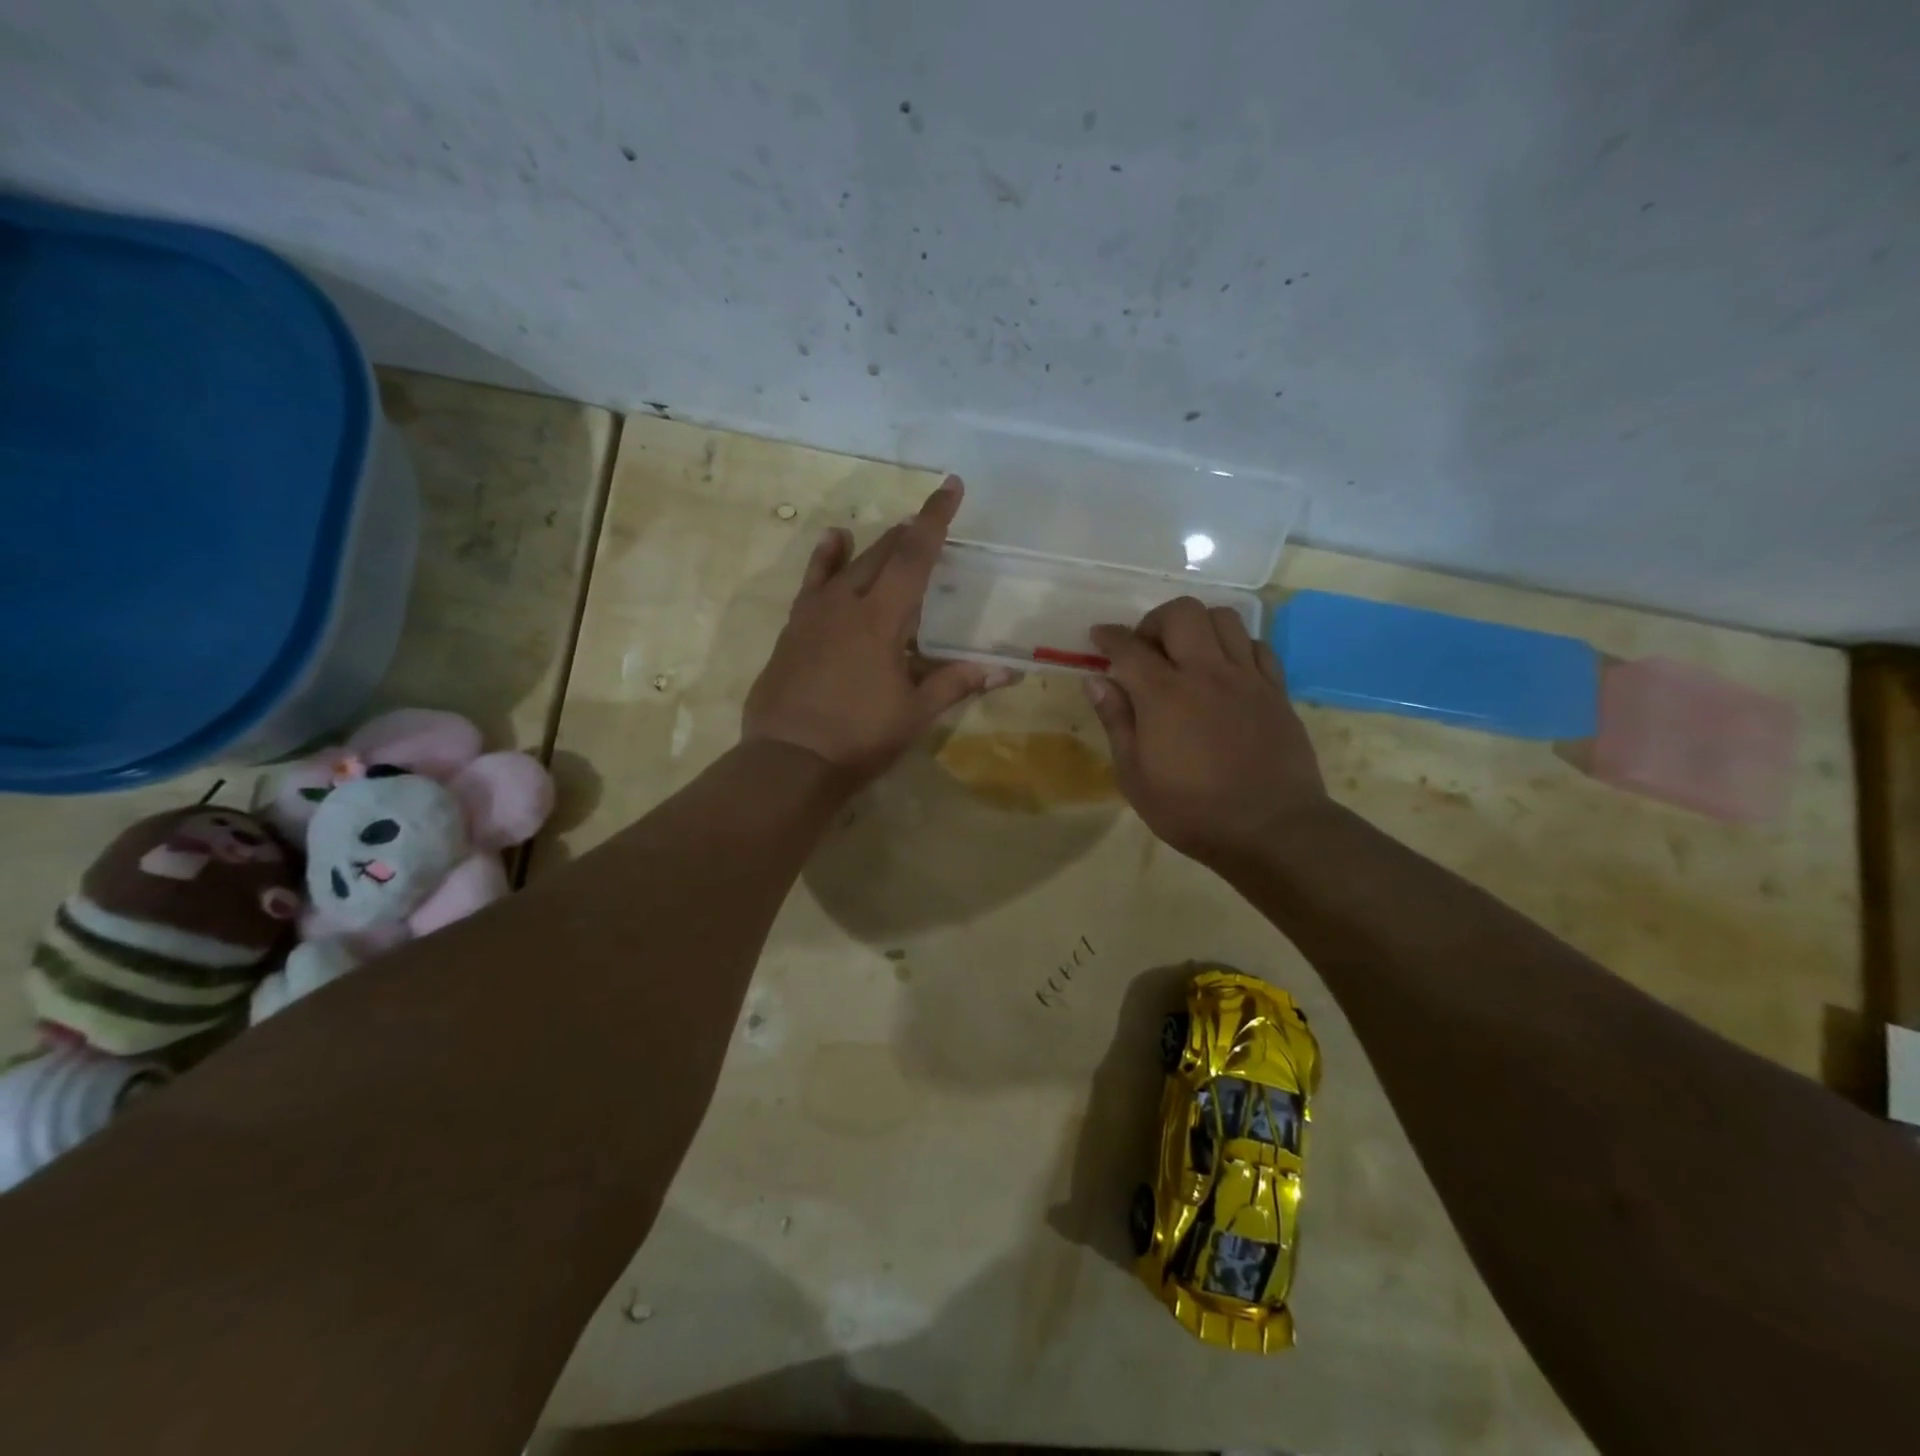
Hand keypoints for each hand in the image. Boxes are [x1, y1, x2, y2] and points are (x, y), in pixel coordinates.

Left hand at [743, 477, 1013, 784]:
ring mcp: (814, 614)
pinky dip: (826, 560)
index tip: (949, 485)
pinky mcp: (793, 629)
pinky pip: (813, 583)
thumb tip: (1007, 672)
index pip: (914, 556)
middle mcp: (846, 604)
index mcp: (881, 619)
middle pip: (882, 554)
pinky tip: (832, 543)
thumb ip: (957, 683)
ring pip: (847, 564)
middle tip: (929, 520)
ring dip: (873, 545)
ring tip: (891, 531)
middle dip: (909, 532)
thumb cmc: (860, 737)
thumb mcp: (915, 713)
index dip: (935, 519)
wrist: (789, 760)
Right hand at [1083, 597, 1330, 865]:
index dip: (1108, 636)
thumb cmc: (1192, 811)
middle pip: (1182, 613)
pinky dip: (1235, 646)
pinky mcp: (1276, 690)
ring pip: (1224, 618)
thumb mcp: (1135, 777)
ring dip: (1198, 626)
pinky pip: (1257, 645)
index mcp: (1164, 695)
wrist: (1271, 828)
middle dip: (1155, 621)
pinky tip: (1226, 671)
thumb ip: (1116, 722)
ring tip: (1187, 654)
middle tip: (1146, 649)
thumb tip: (1096, 680)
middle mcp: (1206, 673)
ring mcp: (1246, 677)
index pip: (1129, 646)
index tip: (1098, 636)